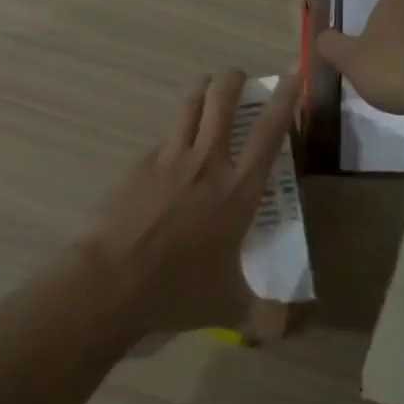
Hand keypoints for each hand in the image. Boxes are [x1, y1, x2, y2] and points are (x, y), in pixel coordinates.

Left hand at [79, 69, 298, 335]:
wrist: (111, 283)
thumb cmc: (177, 292)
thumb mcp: (229, 307)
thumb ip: (264, 318)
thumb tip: (290, 331)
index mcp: (238, 191)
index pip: (269, 133)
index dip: (284, 98)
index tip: (291, 71)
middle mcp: (206, 164)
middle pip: (222, 101)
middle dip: (232, 79)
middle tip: (237, 76)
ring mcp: (168, 160)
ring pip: (188, 107)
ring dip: (201, 91)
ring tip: (207, 88)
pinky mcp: (137, 166)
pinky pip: (161, 141)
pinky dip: (172, 138)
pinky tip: (168, 157)